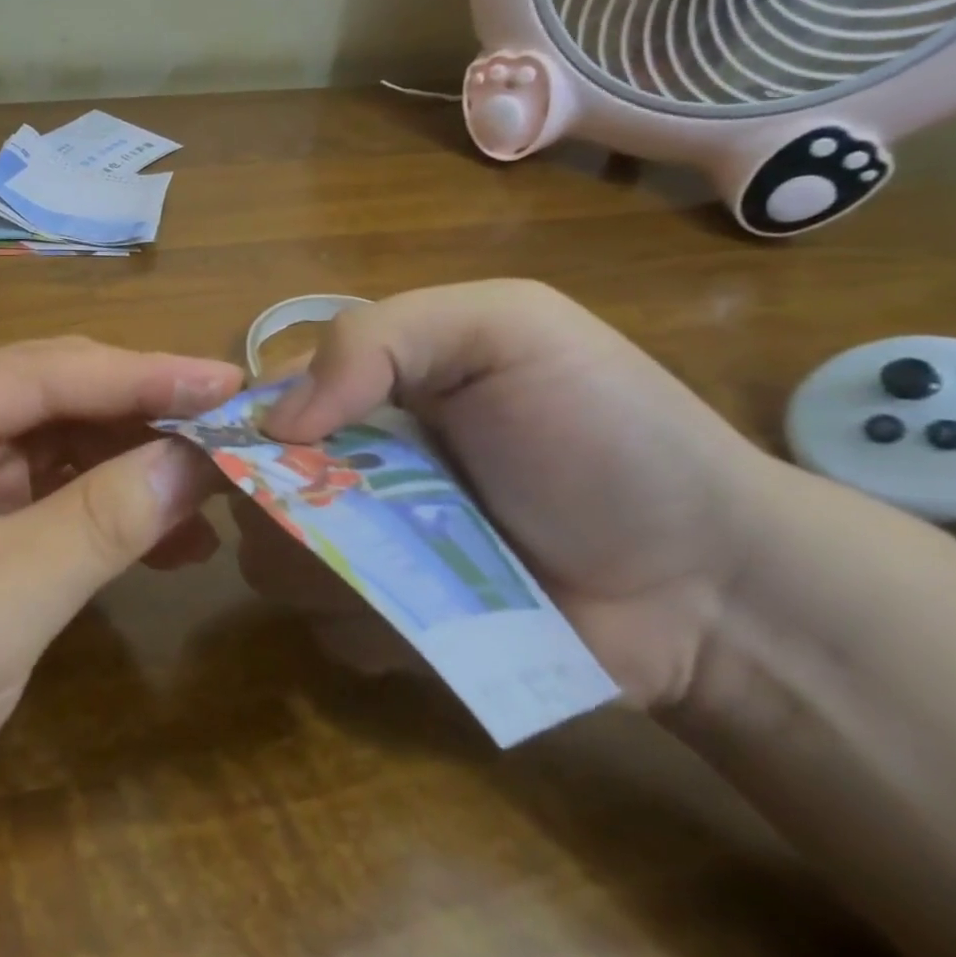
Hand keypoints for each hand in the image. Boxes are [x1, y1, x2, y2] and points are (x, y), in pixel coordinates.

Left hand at [0, 338, 241, 876]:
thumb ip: (99, 524)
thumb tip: (196, 462)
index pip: (49, 370)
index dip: (148, 375)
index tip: (235, 385)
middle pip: (56, 398)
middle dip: (147, 419)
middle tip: (239, 438)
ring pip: (59, 445)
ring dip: (133, 468)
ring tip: (216, 496)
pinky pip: (45, 494)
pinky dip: (103, 510)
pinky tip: (166, 539)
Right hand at [240, 280, 786, 708]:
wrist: (711, 581)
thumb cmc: (603, 432)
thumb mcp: (506, 328)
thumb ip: (378, 337)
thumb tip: (277, 422)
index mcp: (362, 389)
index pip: (256, 402)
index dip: (244, 425)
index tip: (270, 452)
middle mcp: (344, 465)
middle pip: (247, 486)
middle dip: (274, 504)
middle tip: (344, 515)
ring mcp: (362, 550)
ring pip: (272, 561)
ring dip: (320, 569)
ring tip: (405, 568)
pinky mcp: (385, 626)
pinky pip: (325, 628)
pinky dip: (364, 625)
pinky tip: (430, 617)